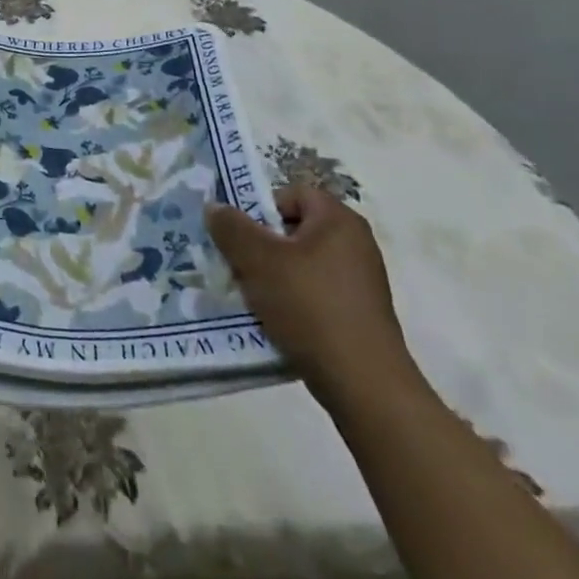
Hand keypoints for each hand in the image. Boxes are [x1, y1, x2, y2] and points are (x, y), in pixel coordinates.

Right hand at [206, 185, 418, 410]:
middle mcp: (355, 244)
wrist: (363, 384)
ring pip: (301, 265)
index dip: (260, 208)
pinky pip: (314, 294)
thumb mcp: (258, 261)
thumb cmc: (310, 306)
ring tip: (250, 296)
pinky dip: (292, 302)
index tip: (239, 236)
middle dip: (261, 245)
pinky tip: (275, 321)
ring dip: (272, 276)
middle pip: (294, 230)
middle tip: (236, 265)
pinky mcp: (358, 315)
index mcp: (339, 220)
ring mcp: (360, 282)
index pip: (291, 194)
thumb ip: (231, 228)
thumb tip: (215, 207)